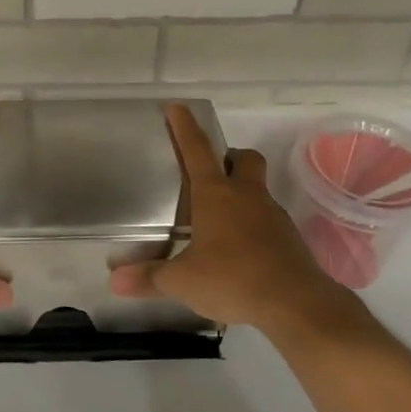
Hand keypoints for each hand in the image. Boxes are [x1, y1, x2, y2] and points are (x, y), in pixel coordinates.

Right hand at [110, 104, 384, 346]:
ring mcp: (272, 216)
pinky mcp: (288, 239)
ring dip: (241, 195)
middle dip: (229, 157)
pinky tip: (238, 251)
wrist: (296, 304)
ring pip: (258, 190)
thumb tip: (114, 281)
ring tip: (218, 221)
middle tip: (211, 172)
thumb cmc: (232, 279)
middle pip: (244, 159)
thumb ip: (150, 278)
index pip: (197, 150)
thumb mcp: (182, 281)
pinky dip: (252, 226)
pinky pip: (267, 221)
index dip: (185, 127)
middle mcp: (247, 197)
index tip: (178, 107)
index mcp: (216, 195)